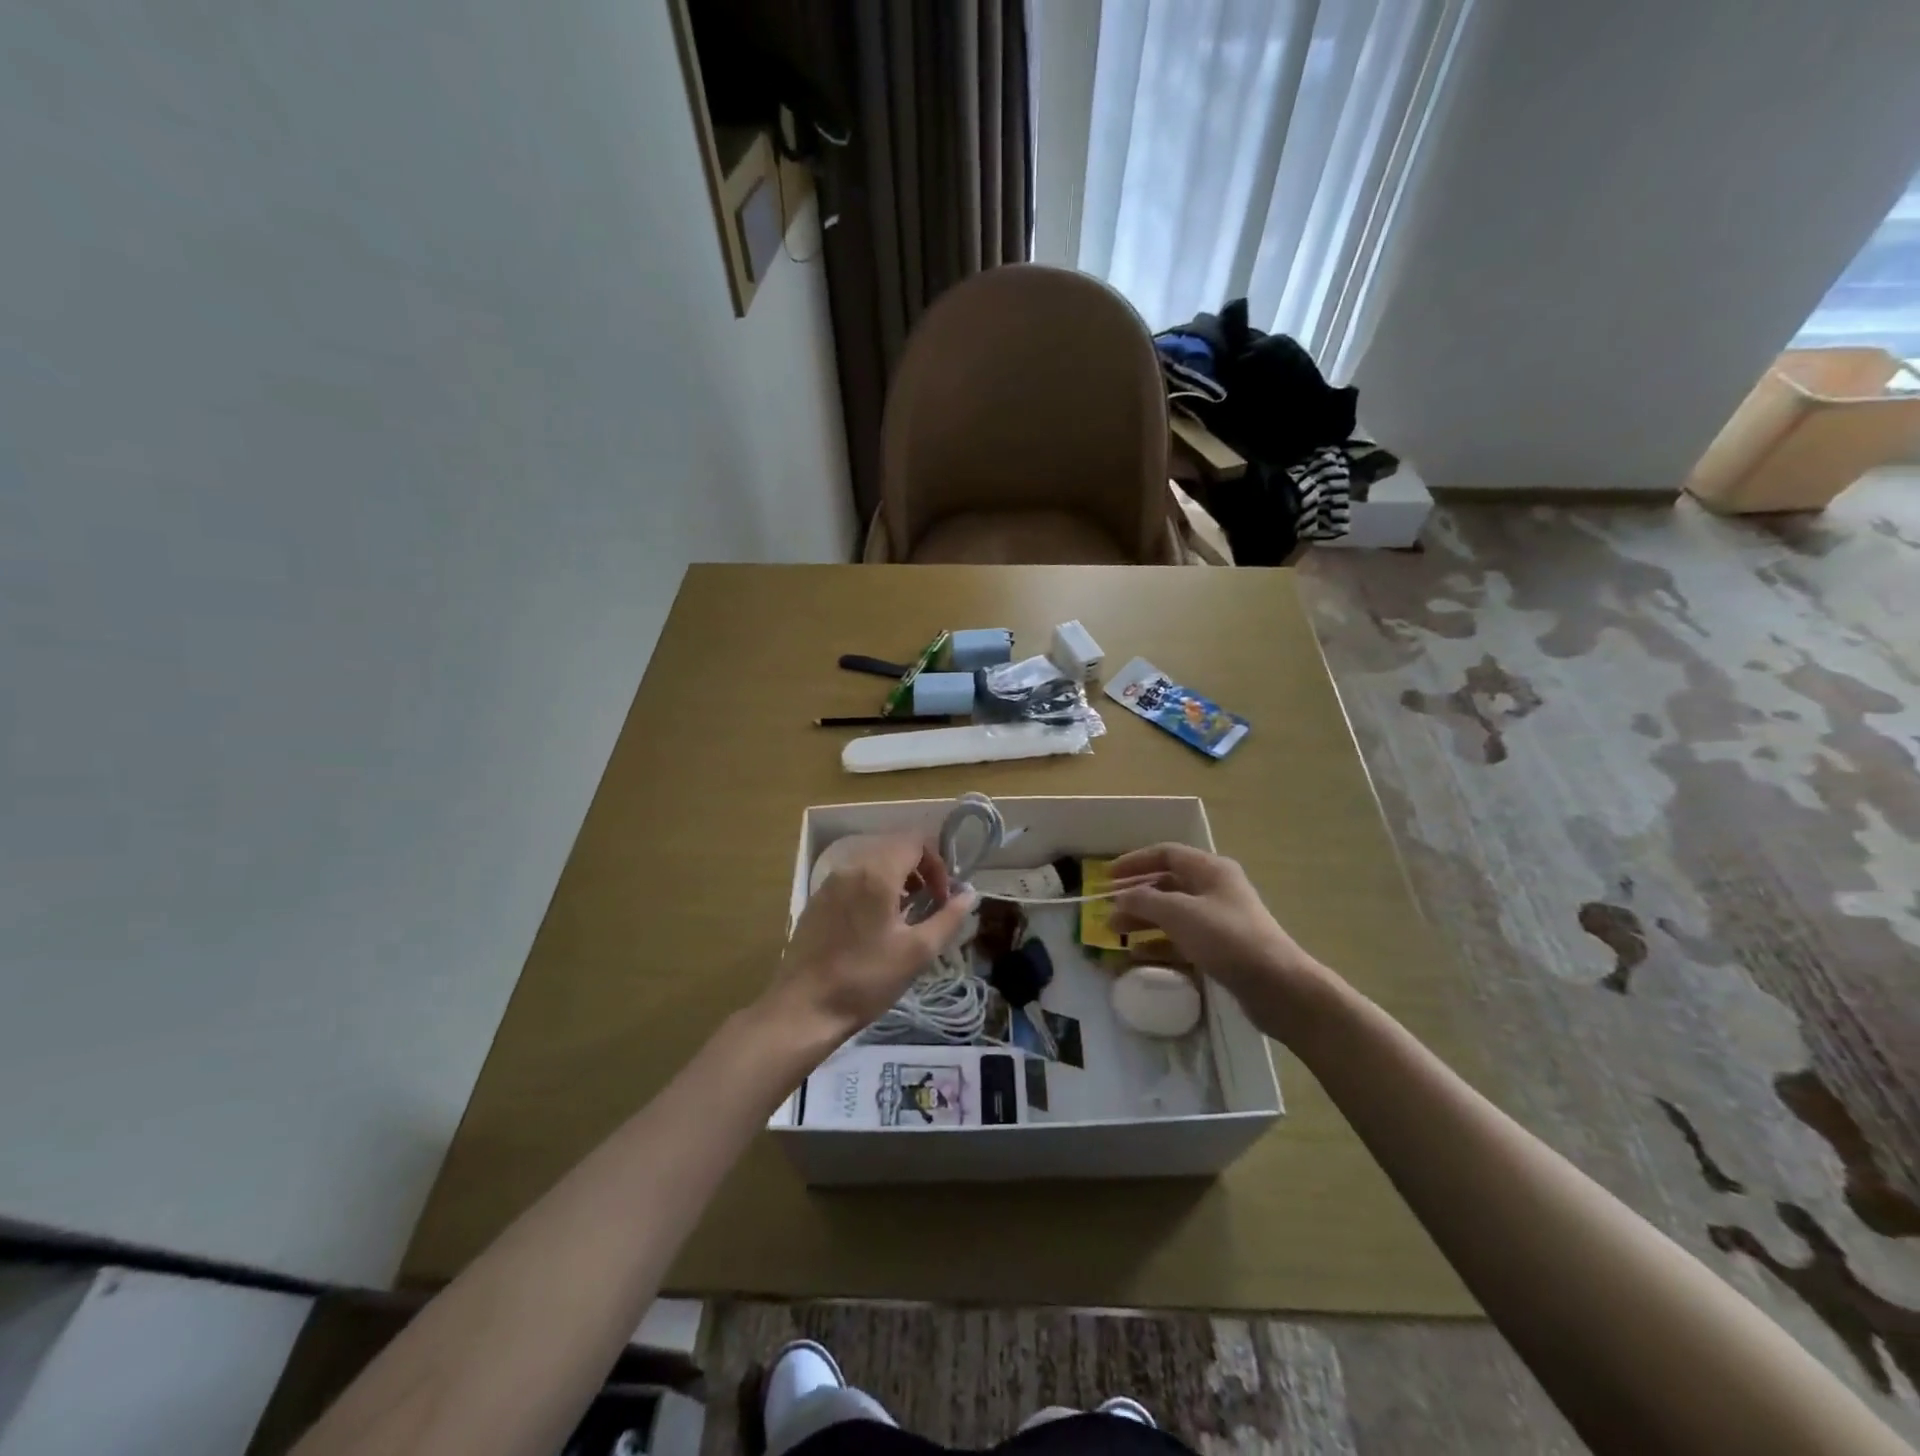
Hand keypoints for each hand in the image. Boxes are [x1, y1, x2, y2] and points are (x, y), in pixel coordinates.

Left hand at [767, 834, 974, 1039]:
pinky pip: (853, 880)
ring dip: (897, 880)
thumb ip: (948, 918)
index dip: (937, 864)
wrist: (803, 1008)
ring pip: (872, 864)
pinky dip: (873, 889)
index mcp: (876, 873)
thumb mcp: (918, 952)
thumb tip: (969, 894)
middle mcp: (851, 868)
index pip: (915, 841)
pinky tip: (875, 927)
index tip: (943, 898)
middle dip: (919, 871)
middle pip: (894, 848)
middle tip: (930, 906)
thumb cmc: (866, 979)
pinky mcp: (817, 901)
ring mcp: (829, 883)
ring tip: (905, 917)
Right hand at [1108, 844, 1331, 1027]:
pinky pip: (1182, 938)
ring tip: (1115, 933)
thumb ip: (1144, 901)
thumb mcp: (1180, 913)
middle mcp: (1214, 889)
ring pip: (1172, 913)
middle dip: (1135, 895)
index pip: (1166, 854)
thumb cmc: (1227, 938)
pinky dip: (1159, 943)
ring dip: (1143, 920)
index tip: (1107, 877)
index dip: (1134, 862)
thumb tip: (1120, 897)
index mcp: (1210, 869)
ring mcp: (1219, 919)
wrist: (1277, 986)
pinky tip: (1138, 955)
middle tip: (1107, 909)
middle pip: (1167, 884)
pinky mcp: (1221, 948)